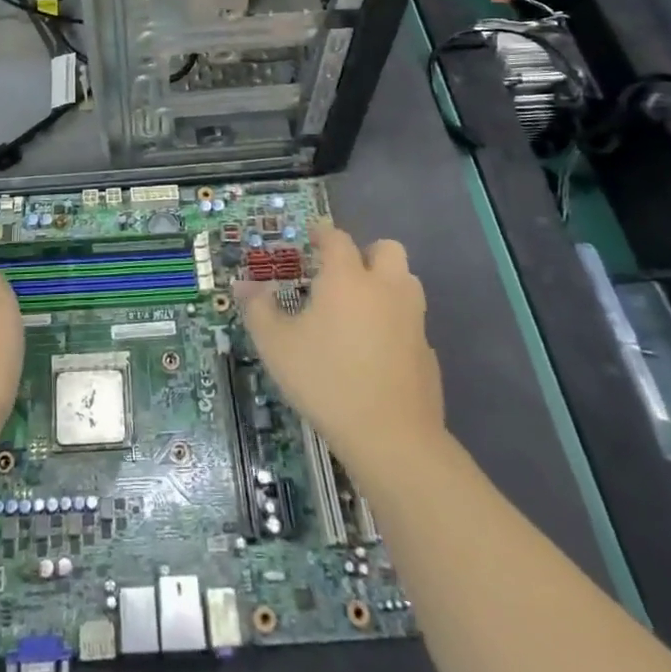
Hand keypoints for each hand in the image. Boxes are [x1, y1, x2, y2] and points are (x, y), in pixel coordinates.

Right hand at [237, 227, 444, 473]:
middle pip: (387, 249)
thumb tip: (243, 285)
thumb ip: (258, 309)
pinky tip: (375, 349)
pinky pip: (411, 322)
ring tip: (359, 307)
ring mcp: (413, 320)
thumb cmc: (326, 380)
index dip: (323, 233)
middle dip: (366, 253)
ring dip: (386, 283)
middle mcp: (385, 288)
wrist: (392, 438)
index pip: (337, 239)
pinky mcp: (428, 352)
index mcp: (347, 278)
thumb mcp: (276, 345)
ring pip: (406, 282)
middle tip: (342, 273)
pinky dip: (395, 323)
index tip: (311, 237)